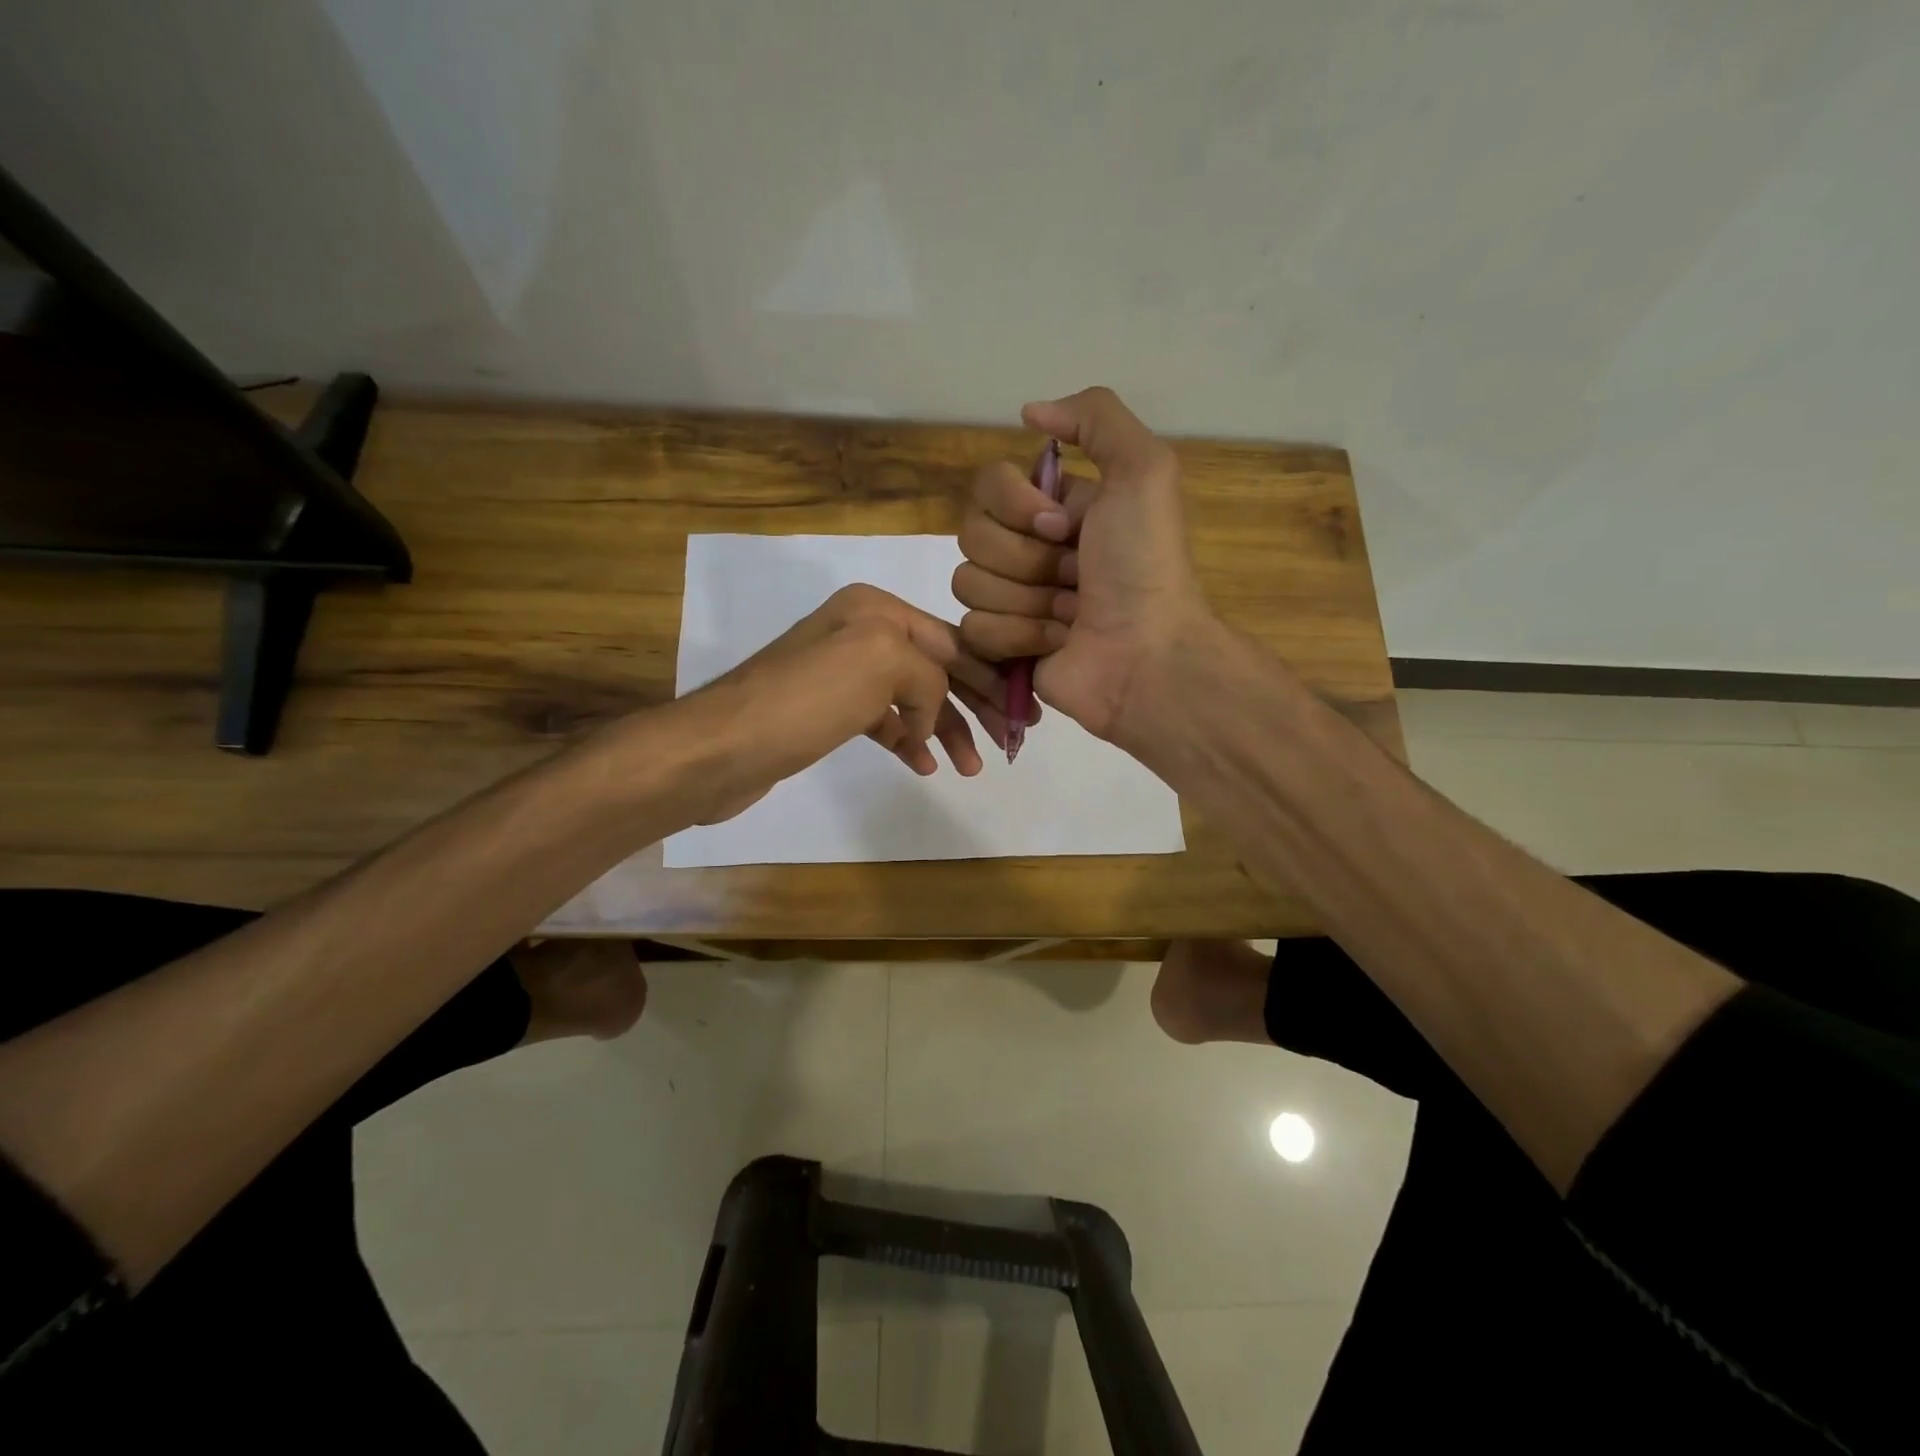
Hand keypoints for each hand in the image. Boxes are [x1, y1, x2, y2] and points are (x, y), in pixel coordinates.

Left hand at [690, 583, 1028, 821]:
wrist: (723, 747)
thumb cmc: (806, 699)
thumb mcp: (881, 662)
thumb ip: (929, 673)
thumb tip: (927, 715)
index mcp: (876, 608)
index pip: (952, 640)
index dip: (991, 675)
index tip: (1023, 711)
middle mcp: (861, 632)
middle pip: (937, 668)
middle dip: (974, 704)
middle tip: (1010, 739)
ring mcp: (843, 673)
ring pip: (914, 698)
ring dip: (944, 729)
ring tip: (969, 768)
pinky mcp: (829, 711)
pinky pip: (885, 721)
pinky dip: (908, 740)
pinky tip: (924, 764)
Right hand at [953, 386, 1211, 742]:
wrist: (1146, 655)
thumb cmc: (1144, 565)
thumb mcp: (1144, 470)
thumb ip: (1096, 418)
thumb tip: (1028, 413)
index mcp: (1054, 509)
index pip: (987, 486)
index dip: (1016, 506)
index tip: (1063, 526)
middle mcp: (1029, 550)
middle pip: (971, 535)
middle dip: (1027, 559)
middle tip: (1075, 576)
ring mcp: (1012, 600)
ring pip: (968, 583)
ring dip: (1027, 600)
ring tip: (1071, 615)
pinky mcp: (1001, 647)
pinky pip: (973, 628)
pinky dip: (1019, 636)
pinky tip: (1056, 643)